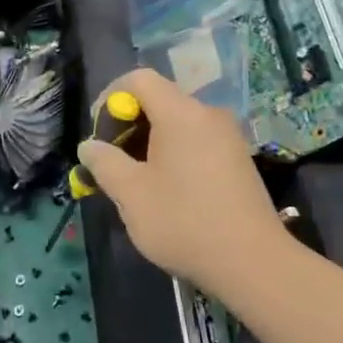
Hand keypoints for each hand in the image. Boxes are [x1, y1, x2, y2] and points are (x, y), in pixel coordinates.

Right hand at [76, 67, 288, 292]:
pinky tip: (169, 190)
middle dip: (129, 124)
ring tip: (136, 180)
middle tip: (112, 161)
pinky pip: (197, 141)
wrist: (253, 263)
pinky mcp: (239, 159)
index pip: (139, 79)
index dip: (111, 97)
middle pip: (160, 100)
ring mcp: (229, 136)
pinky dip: (175, 153)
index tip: (98, 132)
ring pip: (179, 123)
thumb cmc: (184, 222)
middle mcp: (208, 114)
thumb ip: (105, 163)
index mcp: (181, 112)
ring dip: (151, 142)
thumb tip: (89, 146)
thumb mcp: (131, 195)